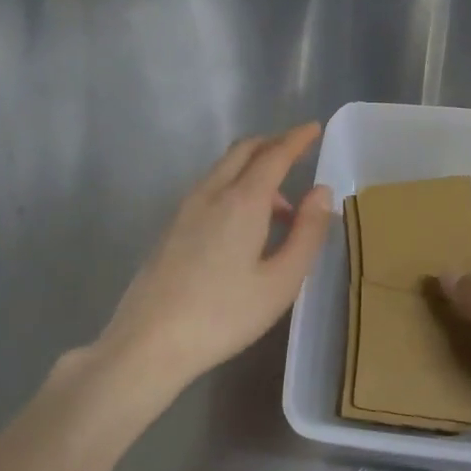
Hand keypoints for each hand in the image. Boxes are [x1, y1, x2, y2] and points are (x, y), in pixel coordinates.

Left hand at [96, 123, 333, 392]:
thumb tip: (321, 192)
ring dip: (254, 170)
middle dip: (272, 144)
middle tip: (298, 154)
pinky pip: (210, 189)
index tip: (314, 128)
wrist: (149, 343)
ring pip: (223, 169)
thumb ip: (307, 232)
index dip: (296, 139)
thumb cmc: (224, 315)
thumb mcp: (281, 281)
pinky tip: (245, 227)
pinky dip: (235, 187)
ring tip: (281, 209)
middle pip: (243, 151)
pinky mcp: (170, 228)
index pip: (274, 154)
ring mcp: (185, 209)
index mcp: (242, 202)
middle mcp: (211, 194)